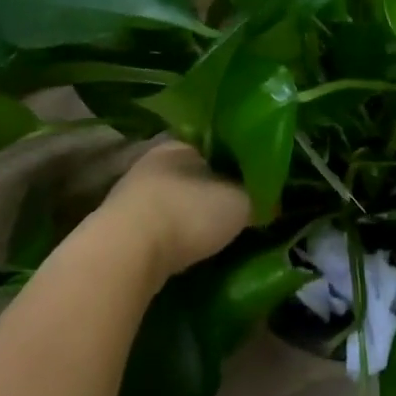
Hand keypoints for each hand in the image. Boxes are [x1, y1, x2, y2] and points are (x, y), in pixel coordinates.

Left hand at [101, 142, 250, 280]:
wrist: (127, 252)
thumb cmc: (189, 213)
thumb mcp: (242, 202)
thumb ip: (260, 196)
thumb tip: (275, 201)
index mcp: (181, 144)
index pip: (216, 146)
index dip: (238, 164)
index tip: (255, 182)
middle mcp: (153, 161)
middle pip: (194, 174)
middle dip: (214, 191)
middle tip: (240, 211)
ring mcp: (131, 194)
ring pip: (174, 200)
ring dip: (192, 215)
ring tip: (217, 234)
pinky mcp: (120, 227)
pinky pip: (159, 226)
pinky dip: (174, 235)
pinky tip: (188, 249)